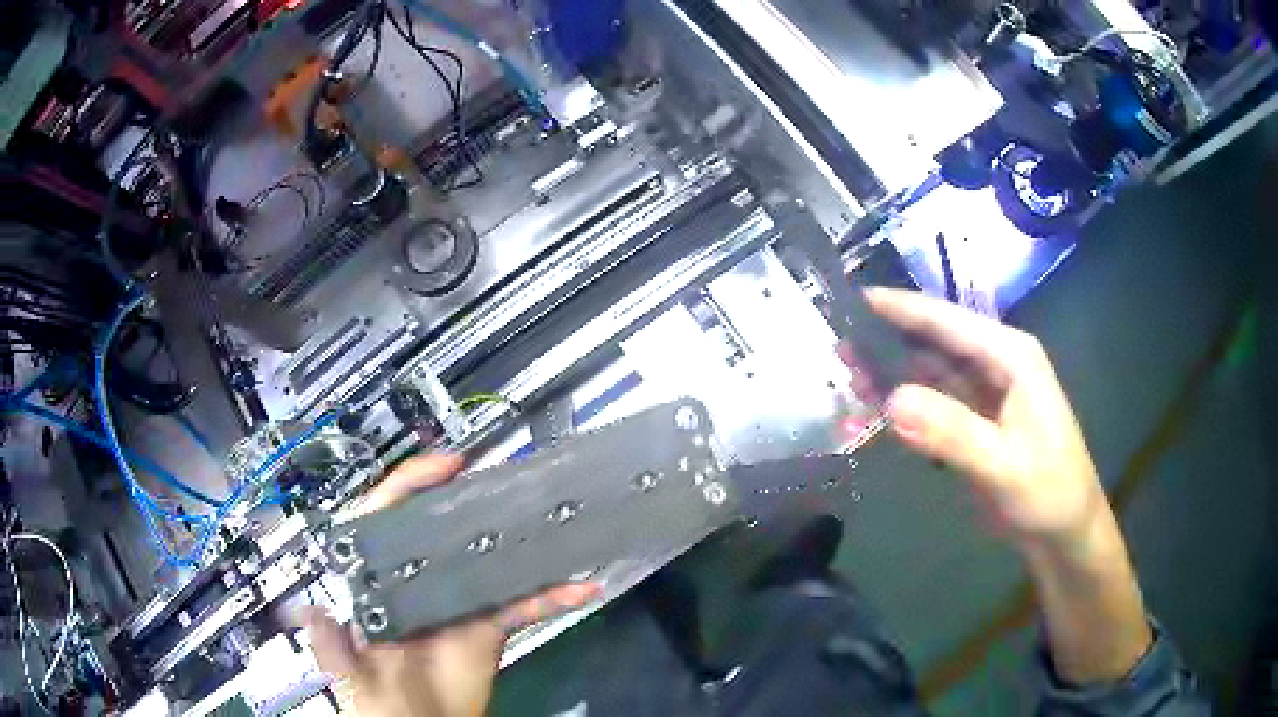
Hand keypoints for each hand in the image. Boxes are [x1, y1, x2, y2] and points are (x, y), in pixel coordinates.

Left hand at [303, 454, 598, 716]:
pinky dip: (552, 595)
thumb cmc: (384, 703)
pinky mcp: (491, 624)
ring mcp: (459, 602)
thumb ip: (335, 650)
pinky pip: (524, 604)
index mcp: (383, 585)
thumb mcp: (353, 676)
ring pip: (490, 559)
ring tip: (546, 518)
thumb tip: (317, 615)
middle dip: (470, 499)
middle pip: (443, 528)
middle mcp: (420, 583)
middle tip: (500, 480)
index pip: (387, 520)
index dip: (411, 485)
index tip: (445, 466)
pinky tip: (578, 587)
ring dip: (519, 541)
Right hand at [865, 288, 1151, 684]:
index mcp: (1011, 357)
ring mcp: (987, 393)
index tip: (854, 299)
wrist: (1065, 532)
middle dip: (890, 340)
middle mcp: (997, 364)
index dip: (902, 309)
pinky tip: (879, 407)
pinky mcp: (978, 421)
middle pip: (936, 341)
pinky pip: (937, 402)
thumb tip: (891, 400)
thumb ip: (952, 432)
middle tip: (839, 345)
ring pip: (933, 371)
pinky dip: (908, 402)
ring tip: (847, 372)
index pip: (949, 322)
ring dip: (894, 371)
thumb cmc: (1047, 492)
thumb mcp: (1003, 465)